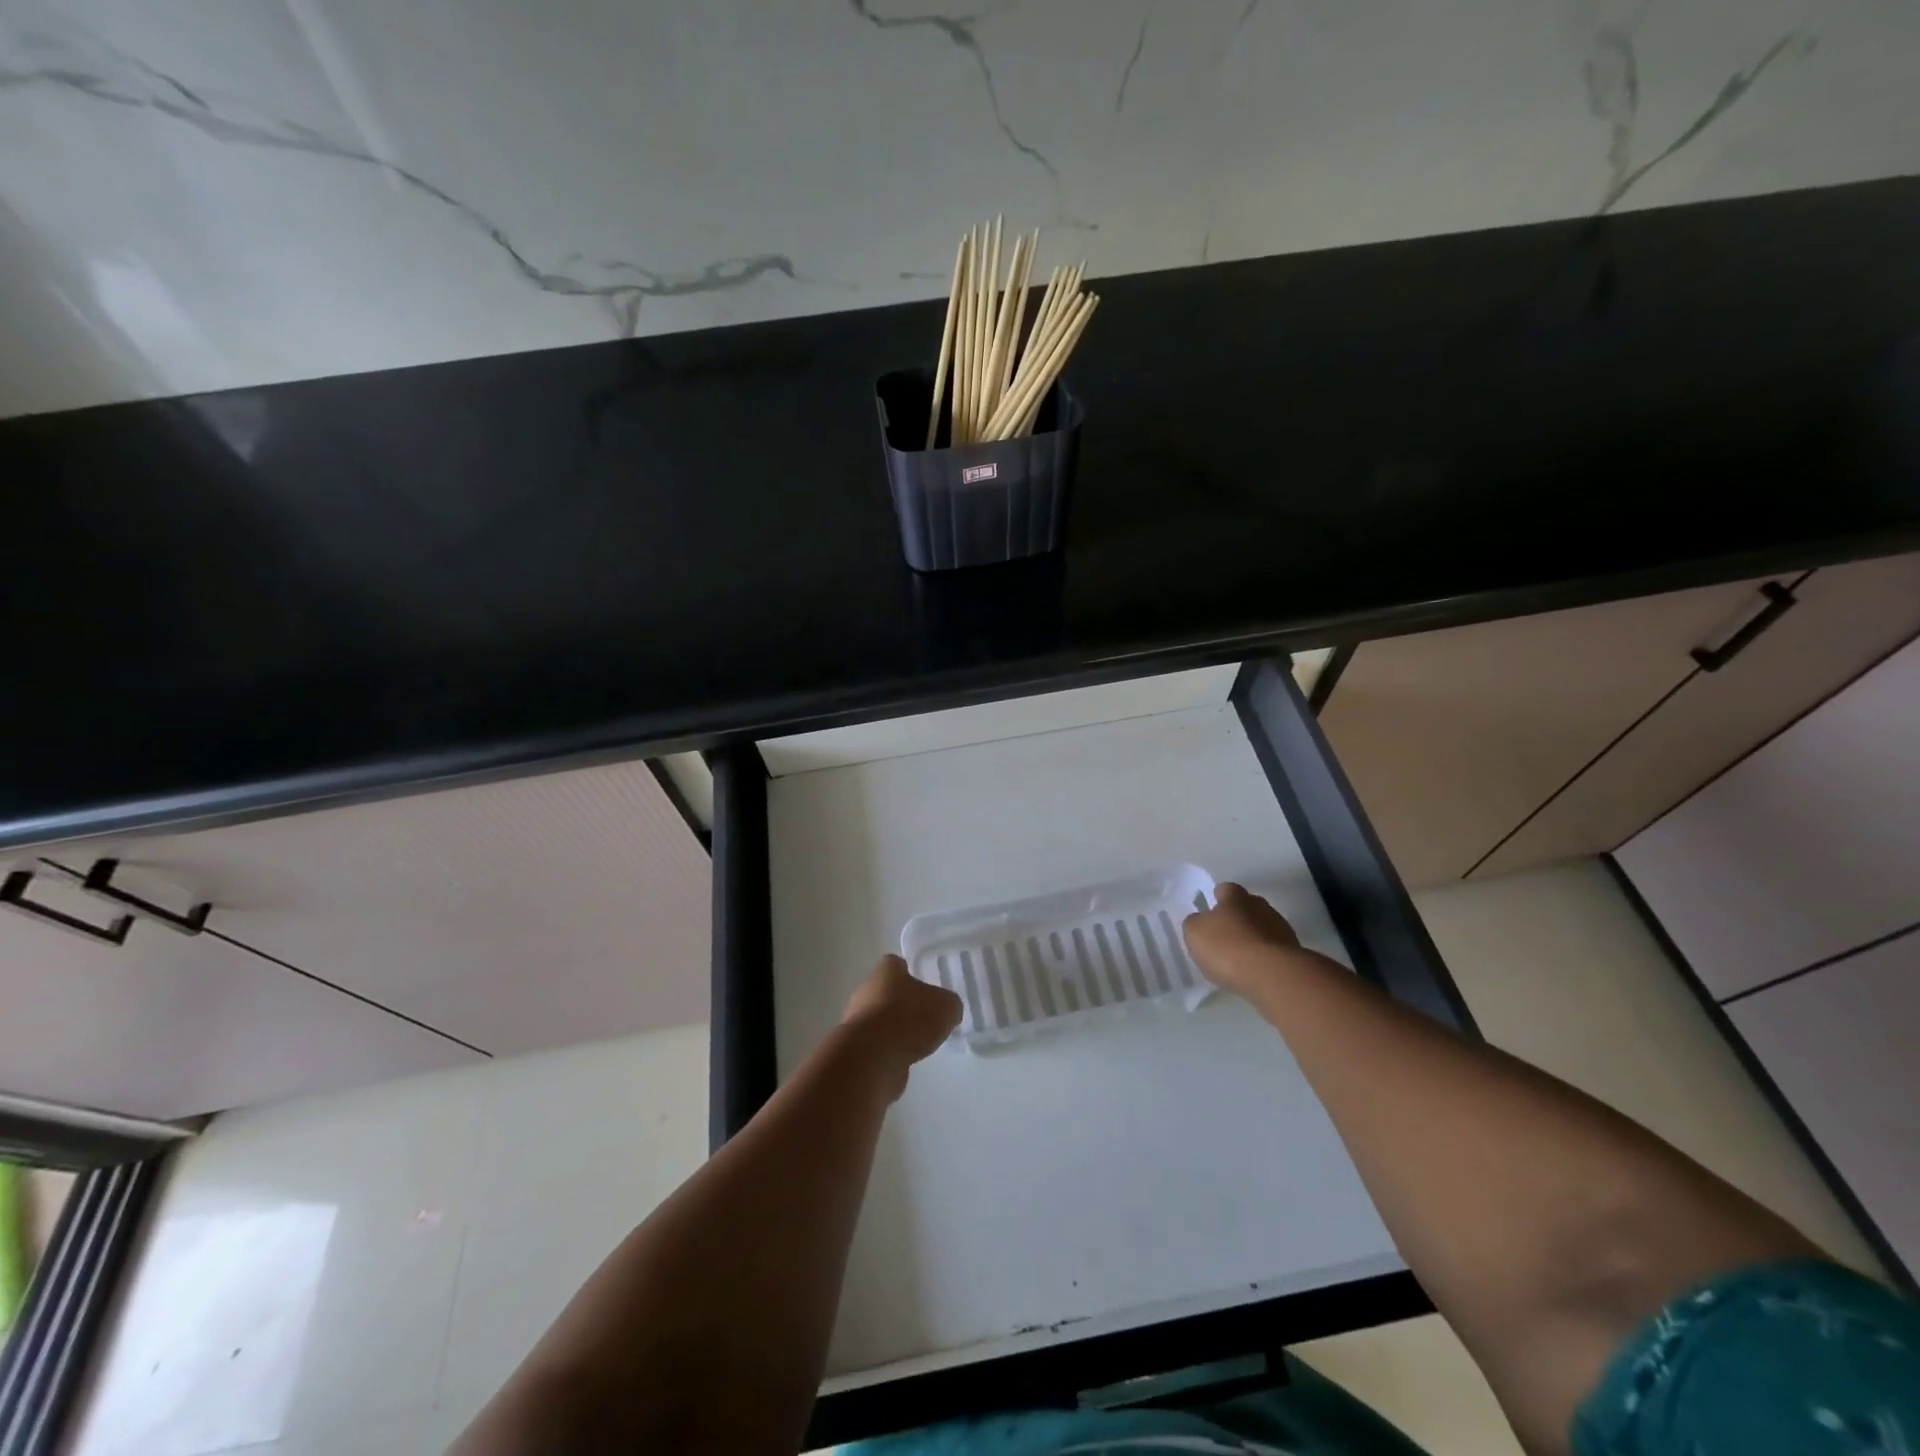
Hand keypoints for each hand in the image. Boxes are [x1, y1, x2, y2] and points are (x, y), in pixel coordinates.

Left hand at [841, 955, 961, 1093]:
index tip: (924, 987)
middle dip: (902, 1004)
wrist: (872, 1057)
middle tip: (924, 1018)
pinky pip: (875, 1045)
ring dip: (894, 1030)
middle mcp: (866, 990)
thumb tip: (947, 1009)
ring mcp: (856, 1020)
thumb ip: (948, 1005)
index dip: (910, 974)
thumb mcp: (945, 1007)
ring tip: (916, 1044)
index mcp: (886, 971)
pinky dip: (887, 1051)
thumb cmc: (909, 1019)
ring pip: (879, 1020)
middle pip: (886, 992)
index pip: (896, 965)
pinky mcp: (854, 1048)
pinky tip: (903, 1060)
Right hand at [1183, 882, 1303, 1000]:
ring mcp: (1281, 929)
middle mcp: (1261, 906)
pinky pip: (1273, 950)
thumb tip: (1201, 920)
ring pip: (1262, 928)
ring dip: (1253, 938)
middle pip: (1247, 907)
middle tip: (1224, 936)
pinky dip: (1264, 957)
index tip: (1210, 912)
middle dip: (1237, 918)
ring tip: (1240, 958)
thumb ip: (1195, 923)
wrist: (1272, 976)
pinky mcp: (1294, 952)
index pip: (1225, 889)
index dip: (1217, 899)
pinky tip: (1254, 971)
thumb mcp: (1195, 933)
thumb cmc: (1227, 947)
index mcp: (1235, 897)